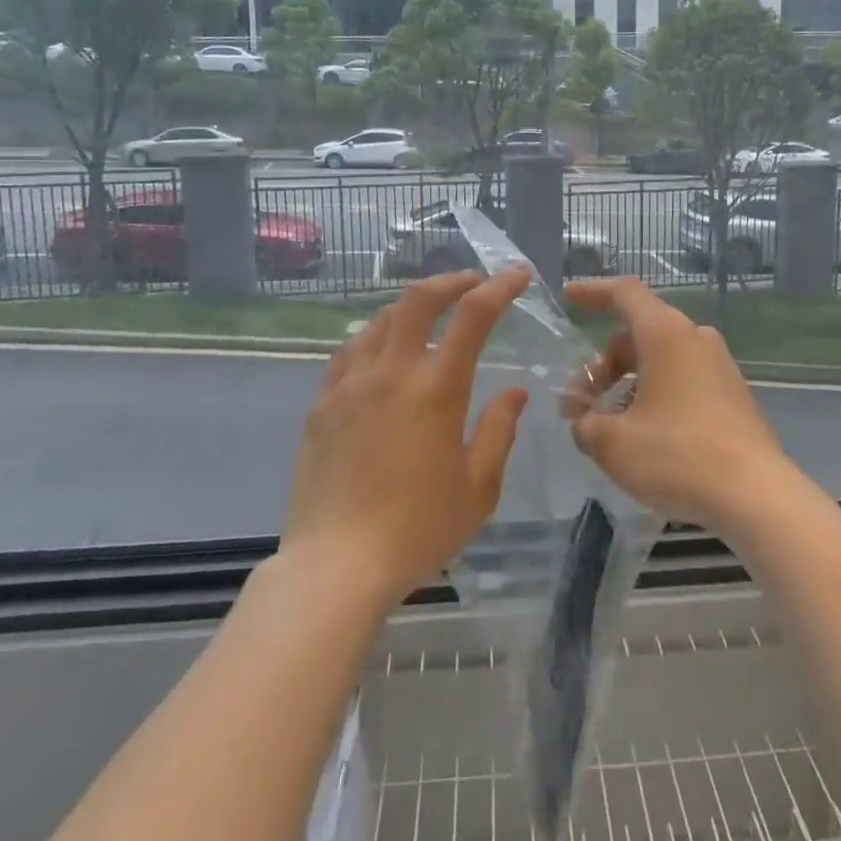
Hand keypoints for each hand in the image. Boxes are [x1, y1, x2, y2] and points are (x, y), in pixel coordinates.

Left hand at [282, 267, 531, 603]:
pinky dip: (375, 335)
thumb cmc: (418, 528)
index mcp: (436, 388)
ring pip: (381, 319)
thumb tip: (515, 392)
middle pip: (418, 299)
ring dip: (412, 306)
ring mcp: (350, 384)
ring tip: (429, 314)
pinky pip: (350, 350)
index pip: (473, 315)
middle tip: (471, 282)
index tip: (517, 276)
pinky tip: (381, 350)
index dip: (499, 287)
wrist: (335, 565)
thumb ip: (498, 431)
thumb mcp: (478, 488)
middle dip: (450, 280)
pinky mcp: (322, 403)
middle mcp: (391, 372)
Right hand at [561, 278, 792, 532]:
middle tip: (580, 404)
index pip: (625, 294)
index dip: (593, 291)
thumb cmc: (677, 456)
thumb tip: (583, 418)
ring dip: (627, 382)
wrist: (756, 495)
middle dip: (603, 364)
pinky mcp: (732, 394)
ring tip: (609, 426)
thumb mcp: (612, 443)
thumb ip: (585, 422)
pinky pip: (682, 378)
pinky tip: (644, 434)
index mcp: (666, 334)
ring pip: (661, 358)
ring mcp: (718, 365)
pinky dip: (655, 393)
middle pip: (638, 333)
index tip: (568, 297)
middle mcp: (695, 339)